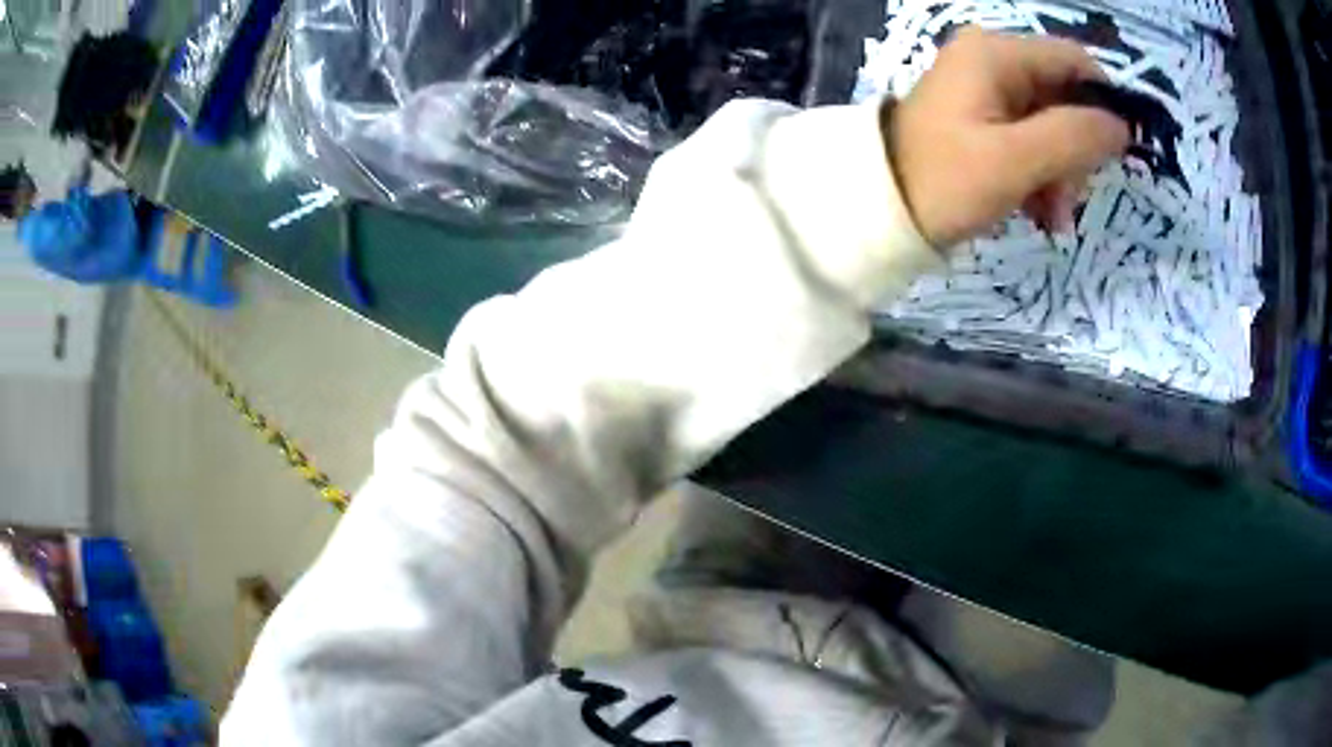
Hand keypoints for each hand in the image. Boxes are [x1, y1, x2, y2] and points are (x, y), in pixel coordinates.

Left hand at [887, 27, 1130, 248]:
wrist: (880, 210)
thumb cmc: (946, 179)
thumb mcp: (1016, 159)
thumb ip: (1074, 137)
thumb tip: (1121, 125)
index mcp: (997, 54)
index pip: (1074, 61)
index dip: (1103, 104)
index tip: (1117, 154)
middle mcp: (992, 62)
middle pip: (1065, 98)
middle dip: (1075, 152)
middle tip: (1067, 198)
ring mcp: (985, 92)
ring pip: (1052, 126)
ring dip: (1060, 175)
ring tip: (1050, 217)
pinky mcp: (981, 121)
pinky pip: (1029, 142)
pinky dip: (1040, 177)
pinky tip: (1038, 213)